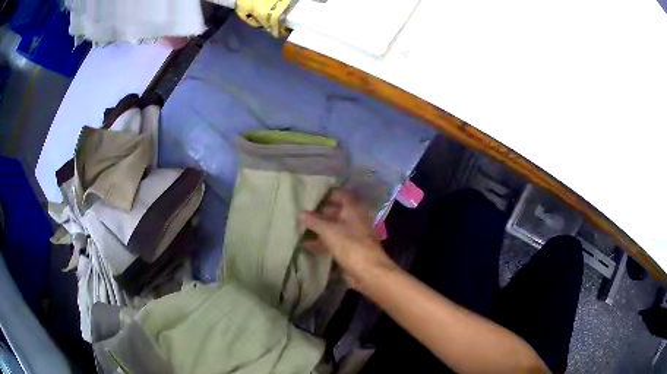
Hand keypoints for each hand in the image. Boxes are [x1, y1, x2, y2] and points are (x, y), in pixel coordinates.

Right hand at [300, 188, 397, 288]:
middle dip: (320, 212)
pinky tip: (306, 245)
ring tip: (300, 227)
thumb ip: (314, 221)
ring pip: (335, 227)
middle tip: (302, 211)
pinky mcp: (350, 249)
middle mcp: (355, 219)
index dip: (327, 193)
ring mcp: (354, 235)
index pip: (340, 194)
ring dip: (320, 228)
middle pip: (336, 211)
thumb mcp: (329, 231)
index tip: (311, 194)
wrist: (369, 272)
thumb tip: (301, 213)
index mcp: (353, 209)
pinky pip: (334, 241)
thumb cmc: (350, 245)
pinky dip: (322, 242)